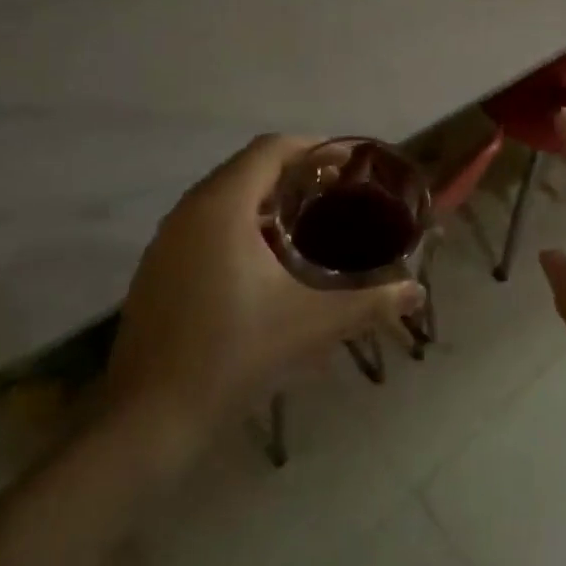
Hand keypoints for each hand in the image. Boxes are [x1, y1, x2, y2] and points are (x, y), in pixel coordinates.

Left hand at [101, 135, 424, 441]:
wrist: (149, 418)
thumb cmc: (234, 354)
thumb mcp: (312, 325)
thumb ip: (370, 303)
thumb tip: (417, 292)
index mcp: (223, 206)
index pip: (270, 149)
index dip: (312, 148)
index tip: (347, 165)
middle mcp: (190, 210)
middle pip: (248, 168)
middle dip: (293, 174)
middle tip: (336, 194)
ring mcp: (167, 239)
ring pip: (223, 196)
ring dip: (265, 199)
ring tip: (307, 223)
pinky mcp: (157, 267)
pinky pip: (204, 223)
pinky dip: (238, 224)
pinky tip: (264, 261)